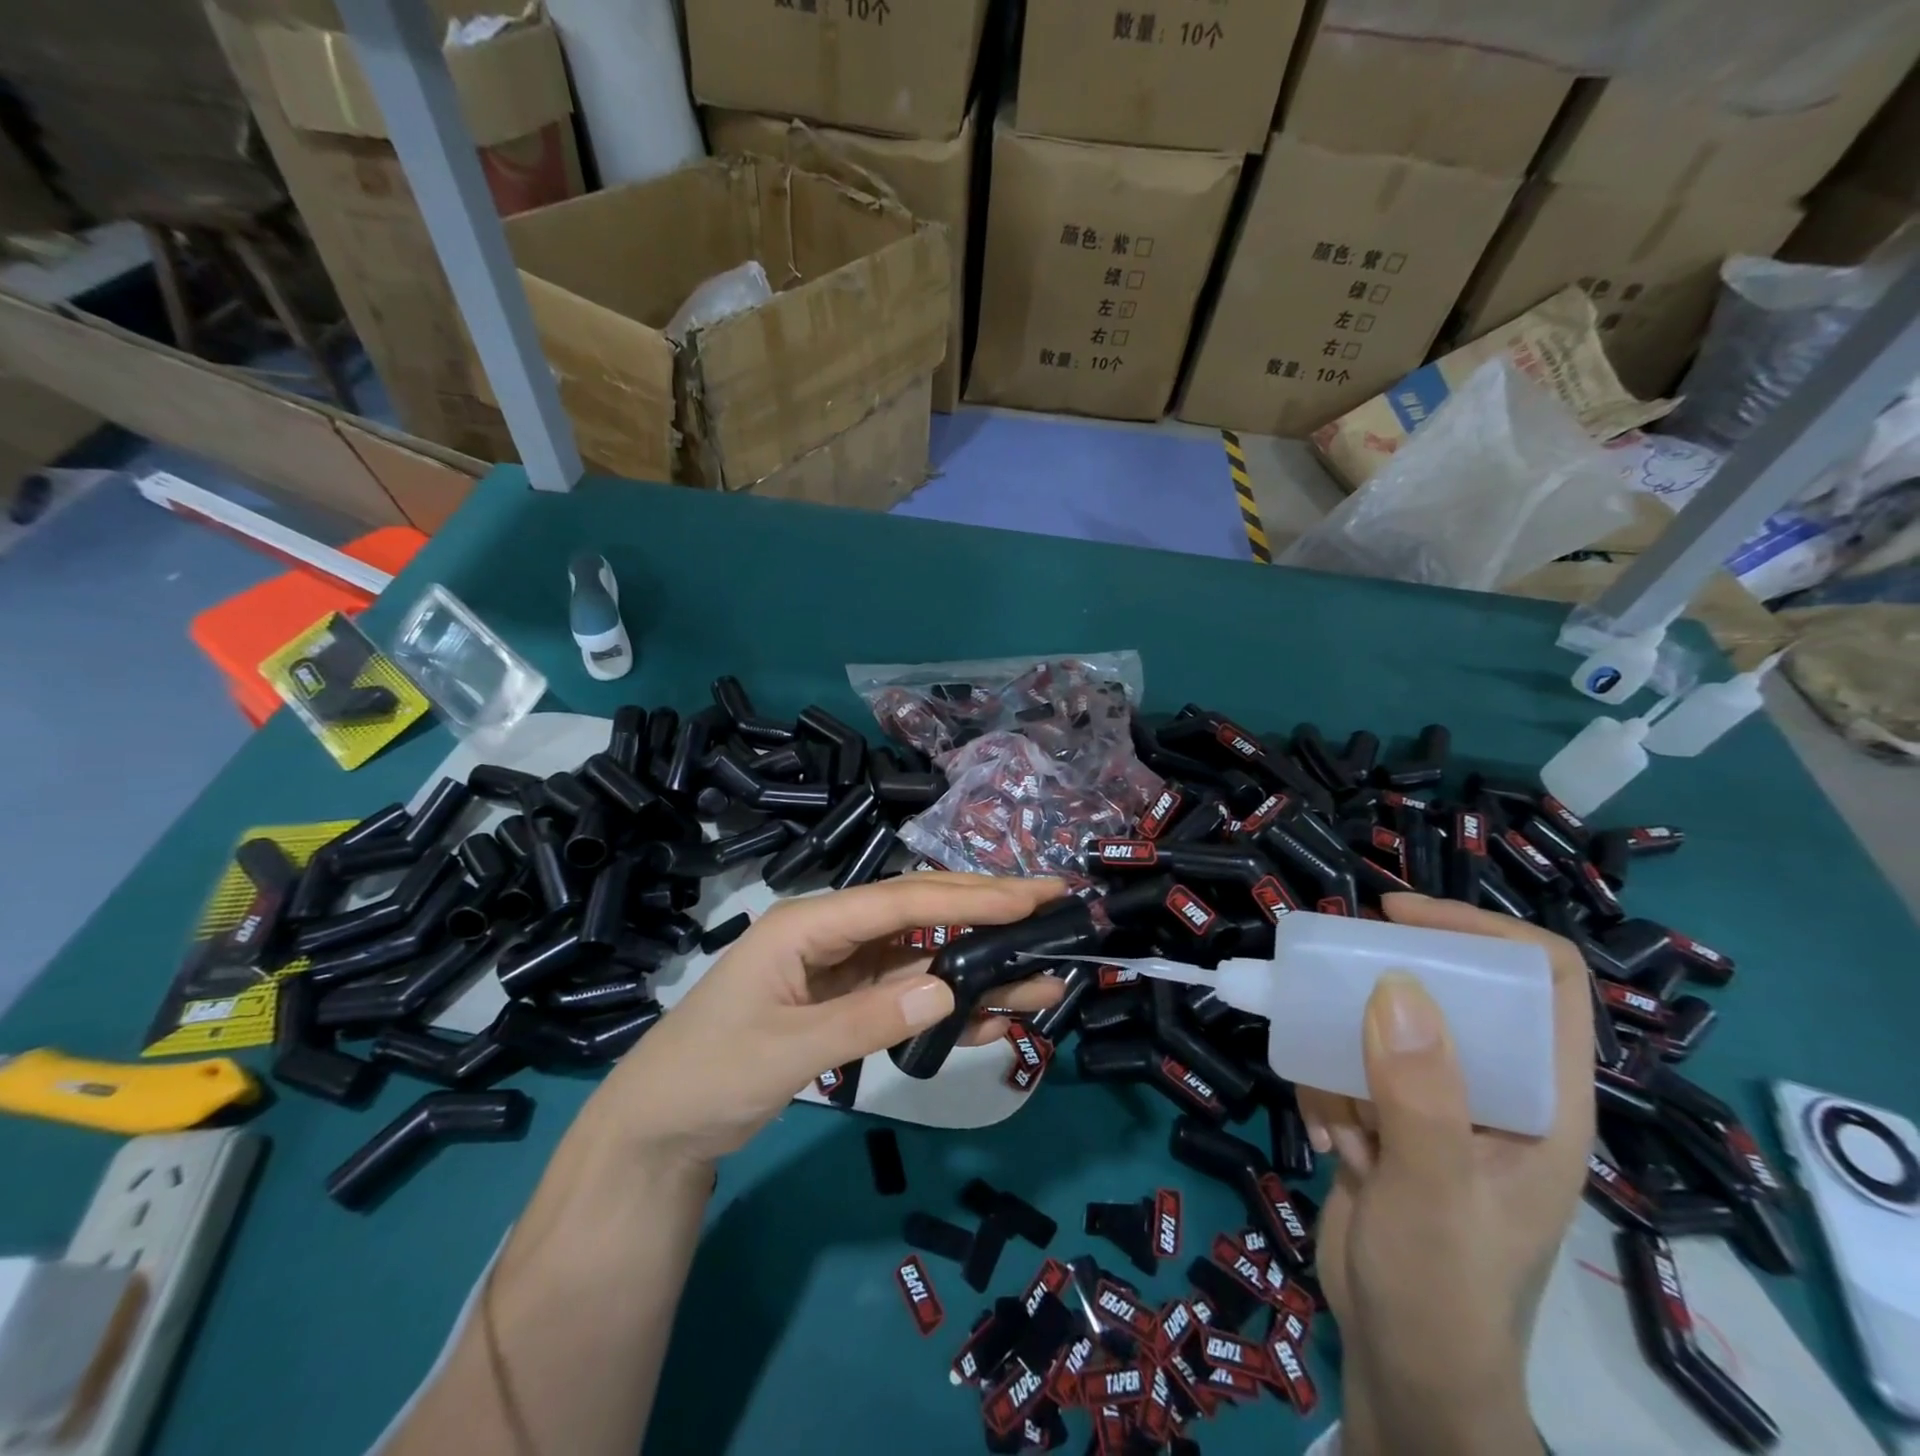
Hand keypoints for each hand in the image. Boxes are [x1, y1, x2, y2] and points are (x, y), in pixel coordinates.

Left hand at [591, 873, 1068, 1168]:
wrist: (659, 1127)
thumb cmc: (707, 1075)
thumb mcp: (785, 1051)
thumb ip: (866, 1020)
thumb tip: (950, 992)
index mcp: (810, 923)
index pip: (903, 899)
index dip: (970, 897)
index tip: (1030, 897)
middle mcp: (834, 931)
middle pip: (922, 911)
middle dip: (988, 908)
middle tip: (1052, 904)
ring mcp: (844, 966)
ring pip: (925, 954)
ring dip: (980, 965)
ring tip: (1043, 973)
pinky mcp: (849, 998)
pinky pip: (910, 992)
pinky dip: (951, 1004)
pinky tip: (993, 1015)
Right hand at [1295, 893, 1593, 1455]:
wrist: (1401, 1368)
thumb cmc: (1442, 1291)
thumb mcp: (1432, 1192)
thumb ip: (1419, 1094)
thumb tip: (1397, 984)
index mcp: (1543, 1100)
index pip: (1545, 981)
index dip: (1482, 930)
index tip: (1398, 916)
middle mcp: (1495, 1091)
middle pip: (1450, 992)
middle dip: (1382, 988)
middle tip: (1328, 986)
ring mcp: (1439, 1107)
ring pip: (1384, 1028)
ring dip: (1343, 1059)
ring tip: (1339, 1119)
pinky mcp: (1391, 1122)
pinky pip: (1349, 1068)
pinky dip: (1327, 1092)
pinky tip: (1331, 1147)